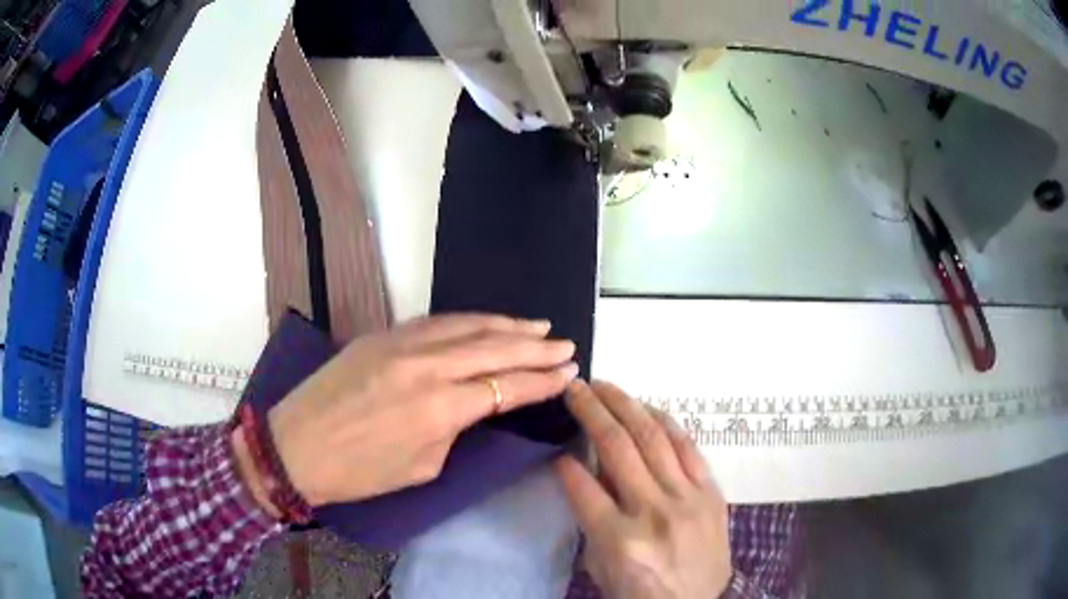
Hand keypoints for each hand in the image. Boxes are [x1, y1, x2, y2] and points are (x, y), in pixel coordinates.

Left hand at [268, 314, 577, 506]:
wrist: (295, 446)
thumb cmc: (359, 472)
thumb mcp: (422, 466)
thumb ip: (454, 428)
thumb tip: (471, 404)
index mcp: (439, 407)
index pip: (506, 386)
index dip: (542, 380)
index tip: (568, 373)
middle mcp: (426, 366)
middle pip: (495, 348)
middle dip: (536, 347)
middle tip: (565, 344)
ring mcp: (401, 343)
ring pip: (467, 325)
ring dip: (506, 325)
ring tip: (536, 326)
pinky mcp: (382, 335)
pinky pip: (436, 322)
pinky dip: (468, 320)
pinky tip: (485, 322)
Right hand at [555, 381, 731, 598]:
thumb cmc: (641, 593)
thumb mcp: (602, 567)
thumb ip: (590, 520)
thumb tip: (582, 472)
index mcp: (620, 541)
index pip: (583, 488)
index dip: (565, 464)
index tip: (556, 447)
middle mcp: (654, 513)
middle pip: (618, 449)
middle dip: (592, 412)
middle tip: (576, 388)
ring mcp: (688, 499)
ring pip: (654, 439)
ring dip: (627, 406)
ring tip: (606, 386)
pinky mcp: (712, 492)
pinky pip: (688, 447)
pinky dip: (666, 423)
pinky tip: (648, 408)